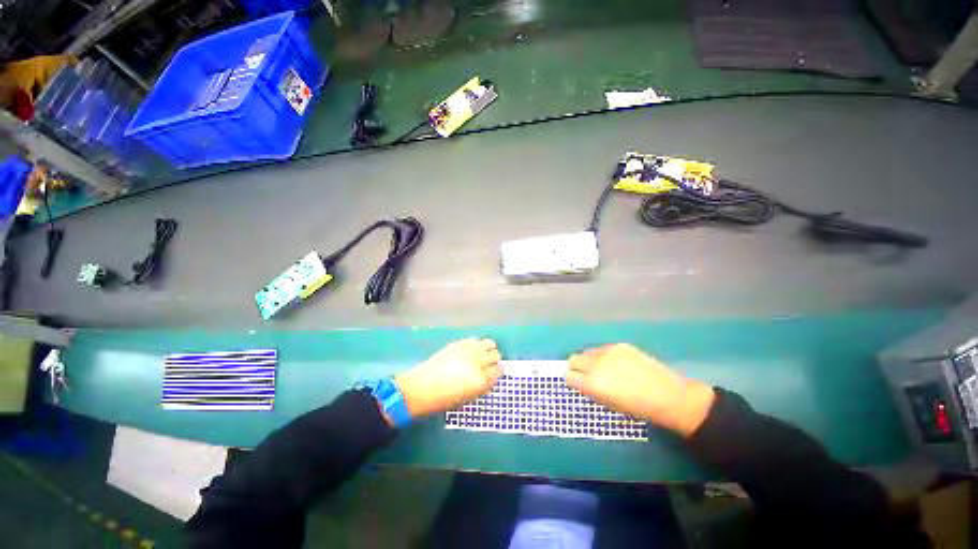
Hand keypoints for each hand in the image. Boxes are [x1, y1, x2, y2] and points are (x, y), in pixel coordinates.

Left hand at [394, 338, 501, 418]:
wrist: (421, 389)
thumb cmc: (444, 400)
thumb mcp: (469, 397)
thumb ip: (482, 385)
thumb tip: (490, 377)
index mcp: (481, 380)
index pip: (499, 370)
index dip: (497, 372)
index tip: (494, 373)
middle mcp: (478, 363)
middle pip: (495, 354)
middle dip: (494, 360)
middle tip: (487, 365)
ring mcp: (468, 351)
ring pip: (488, 343)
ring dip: (487, 349)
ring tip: (481, 355)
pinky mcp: (458, 344)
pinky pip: (474, 340)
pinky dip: (475, 345)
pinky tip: (470, 351)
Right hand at [567, 344, 714, 436]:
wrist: (667, 396)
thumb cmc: (637, 408)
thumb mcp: (608, 404)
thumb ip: (591, 391)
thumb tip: (582, 382)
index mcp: (592, 384)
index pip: (569, 376)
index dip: (571, 379)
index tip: (576, 382)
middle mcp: (595, 365)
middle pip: (574, 359)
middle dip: (576, 367)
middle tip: (586, 374)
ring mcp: (607, 352)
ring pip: (587, 352)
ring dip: (590, 360)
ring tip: (603, 368)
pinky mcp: (619, 345)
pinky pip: (602, 349)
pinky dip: (604, 355)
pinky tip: (617, 363)